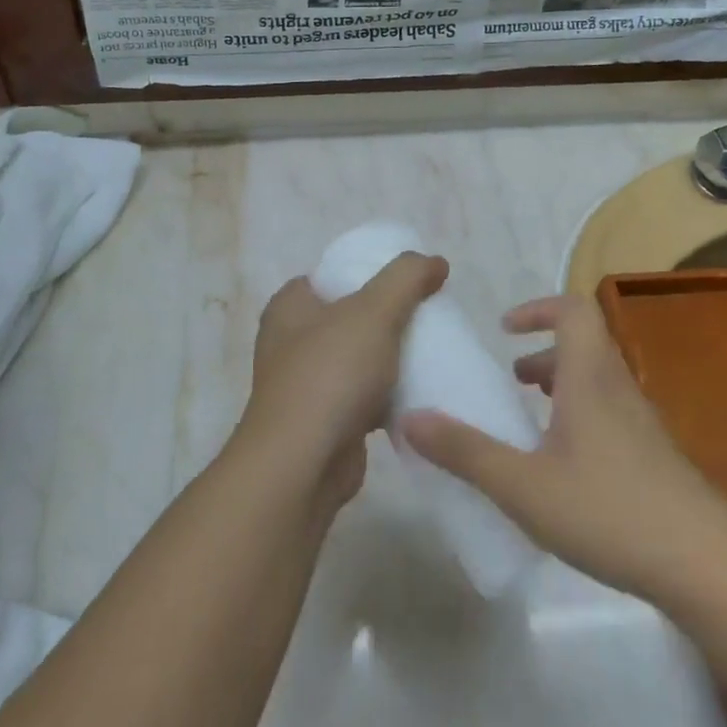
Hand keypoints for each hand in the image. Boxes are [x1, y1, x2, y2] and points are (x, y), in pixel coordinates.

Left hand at [237, 252, 447, 510]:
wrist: (303, 464)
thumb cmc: (331, 374)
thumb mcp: (374, 311)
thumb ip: (406, 278)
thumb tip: (436, 262)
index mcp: (290, 306)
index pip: (333, 274)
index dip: (370, 272)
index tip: (410, 282)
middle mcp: (291, 341)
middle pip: (350, 316)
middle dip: (388, 317)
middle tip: (428, 317)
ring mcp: (306, 383)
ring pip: (359, 358)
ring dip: (391, 358)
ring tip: (432, 353)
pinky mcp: (324, 420)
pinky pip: (364, 396)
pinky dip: (389, 395)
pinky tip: (420, 394)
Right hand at [401, 293, 726, 601]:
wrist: (710, 568)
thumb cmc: (610, 511)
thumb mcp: (522, 485)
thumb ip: (465, 451)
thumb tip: (410, 417)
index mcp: (590, 378)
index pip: (573, 310)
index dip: (537, 308)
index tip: (504, 329)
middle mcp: (618, 389)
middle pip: (584, 345)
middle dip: (542, 353)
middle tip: (510, 379)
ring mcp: (642, 425)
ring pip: (597, 382)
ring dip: (561, 386)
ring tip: (528, 420)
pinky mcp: (654, 458)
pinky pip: (609, 415)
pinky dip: (579, 418)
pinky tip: (561, 468)